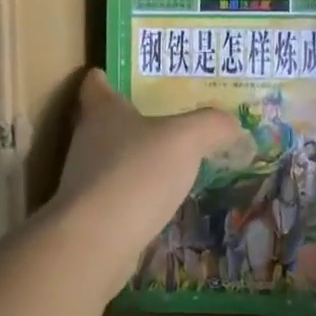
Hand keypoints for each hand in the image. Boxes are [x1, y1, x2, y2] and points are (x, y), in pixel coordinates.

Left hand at [49, 70, 237, 294]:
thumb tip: (230, 124)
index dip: (106, 77)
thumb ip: (212, 125)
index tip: (118, 75)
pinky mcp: (91, 215)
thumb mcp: (187, 139)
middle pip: (103, 122)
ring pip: (111, 160)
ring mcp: (85, 180)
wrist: (98, 240)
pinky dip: (136, 194)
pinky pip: (118, 195)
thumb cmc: (138, 172)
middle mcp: (87, 141)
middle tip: (165, 118)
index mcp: (103, 111)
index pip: (96, 84)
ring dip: (134, 159)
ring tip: (169, 161)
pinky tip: (161, 201)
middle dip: (130, 119)